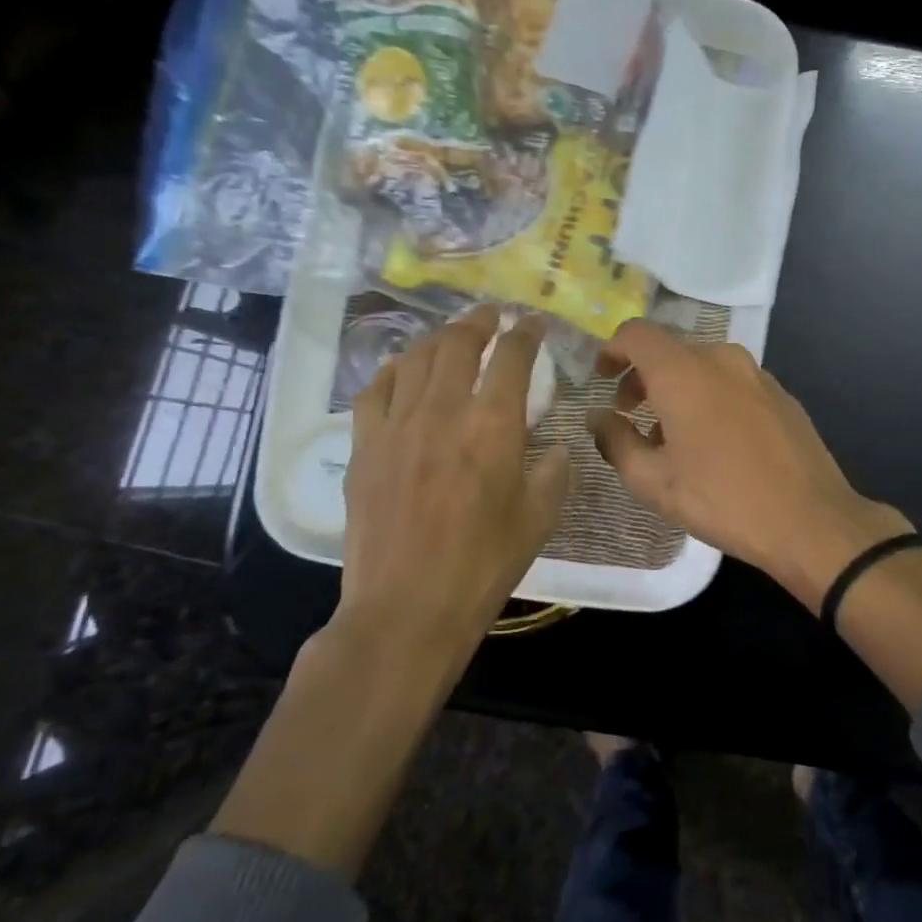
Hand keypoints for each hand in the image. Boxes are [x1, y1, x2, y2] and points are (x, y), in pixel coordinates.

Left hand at [336, 305, 569, 667]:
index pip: (511, 358)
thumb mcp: (540, 519)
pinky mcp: (365, 446)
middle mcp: (443, 411)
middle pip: (458, 344)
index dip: (525, 333)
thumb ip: (553, 472)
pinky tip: (404, 371)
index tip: (532, 323)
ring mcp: (396, 426)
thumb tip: (556, 449)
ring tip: (454, 336)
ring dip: (439, 339)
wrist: (407, 606)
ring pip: (415, 359)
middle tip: (492, 315)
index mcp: (493, 426)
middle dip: (479, 321)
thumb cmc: (484, 565)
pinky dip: (395, 369)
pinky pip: (376, 389)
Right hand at [588, 320, 910, 609]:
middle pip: (672, 351)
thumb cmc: (721, 499)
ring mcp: (758, 375)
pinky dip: (711, 399)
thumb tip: (598, 418)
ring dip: (678, 390)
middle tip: (630, 415)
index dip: (613, 350)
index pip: (637, 334)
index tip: (602, 378)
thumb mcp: (653, 481)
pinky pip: (733, 384)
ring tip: (672, 437)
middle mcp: (722, 359)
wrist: (809, 520)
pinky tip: (715, 444)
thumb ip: (616, 441)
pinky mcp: (782, 396)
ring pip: (704, 368)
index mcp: (684, 372)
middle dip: (644, 377)